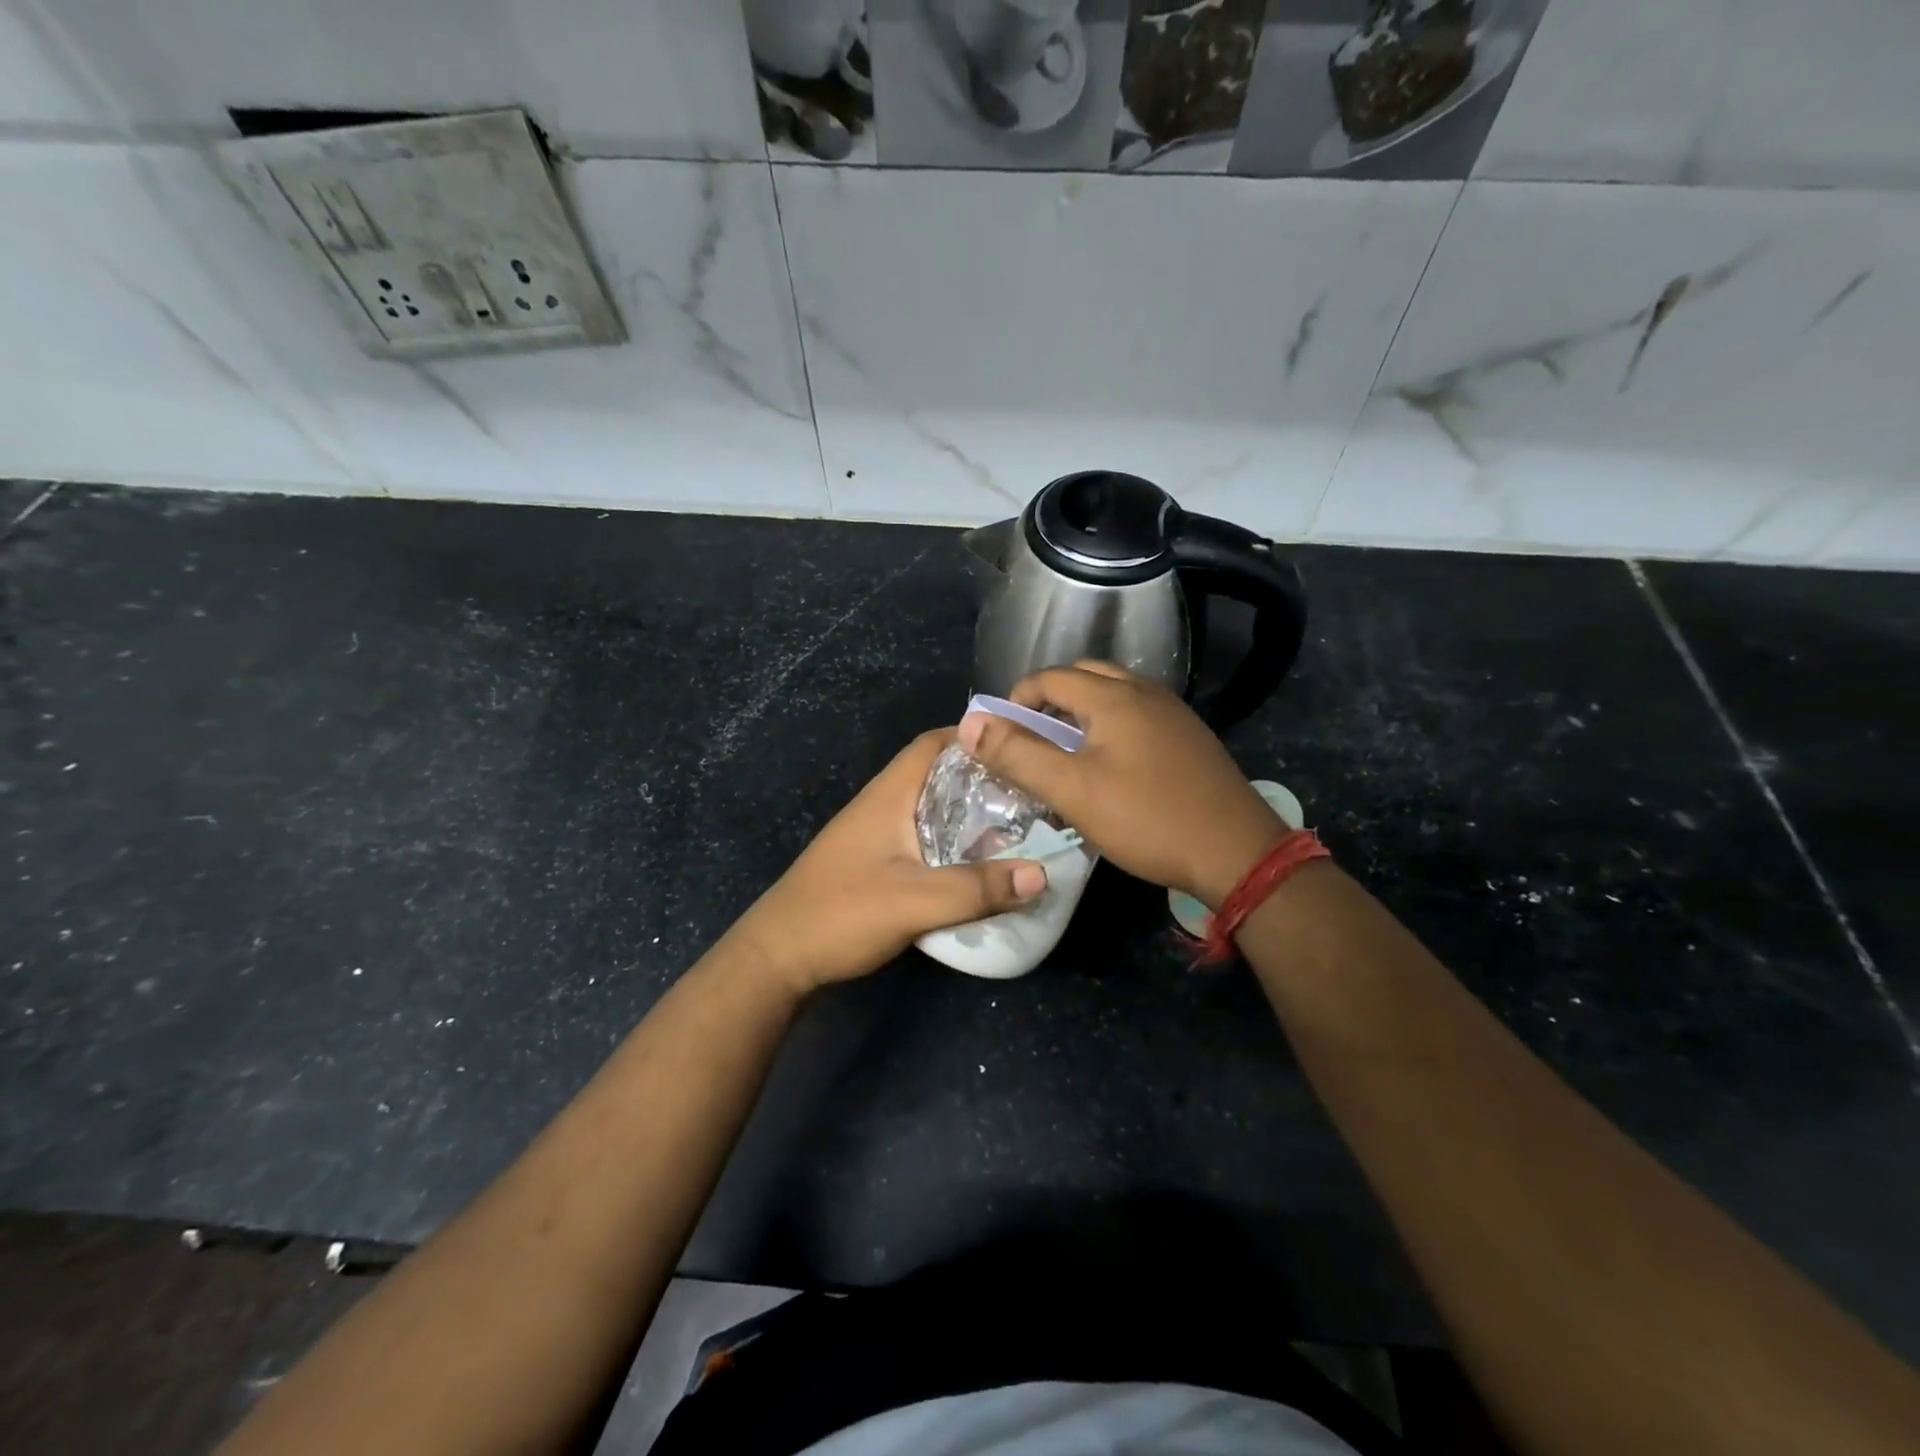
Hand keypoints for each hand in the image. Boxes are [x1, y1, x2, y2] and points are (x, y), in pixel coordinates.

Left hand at [733, 730, 1047, 995]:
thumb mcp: (915, 901)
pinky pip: (924, 840)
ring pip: (933, 810)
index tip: (1019, 748)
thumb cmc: (841, 914)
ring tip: (1017, 830)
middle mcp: (883, 805)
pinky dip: (954, 845)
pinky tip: (978, 868)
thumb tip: (1043, 873)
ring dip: (970, 816)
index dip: (975, 738)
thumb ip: (977, 888)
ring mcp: (876, 835)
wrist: (778, 958)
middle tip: (1031, 795)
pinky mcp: (875, 864)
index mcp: (889, 795)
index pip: (934, 744)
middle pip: (939, 776)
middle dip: (984, 781)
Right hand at [959, 661, 1283, 908]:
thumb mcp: (1072, 790)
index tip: (1002, 734)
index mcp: (1113, 697)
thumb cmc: (1146, 818)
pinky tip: (1111, 765)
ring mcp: (1174, 714)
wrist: (1236, 851)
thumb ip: (1018, 754)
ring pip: (1115, 695)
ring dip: (1083, 711)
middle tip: (1032, 736)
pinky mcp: (1190, 738)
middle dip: (1050, 699)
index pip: (1051, 677)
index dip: (1018, 699)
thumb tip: (970, 724)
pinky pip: (1139, 715)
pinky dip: (1112, 725)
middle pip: (1086, 677)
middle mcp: (1145, 692)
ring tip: (1066, 749)